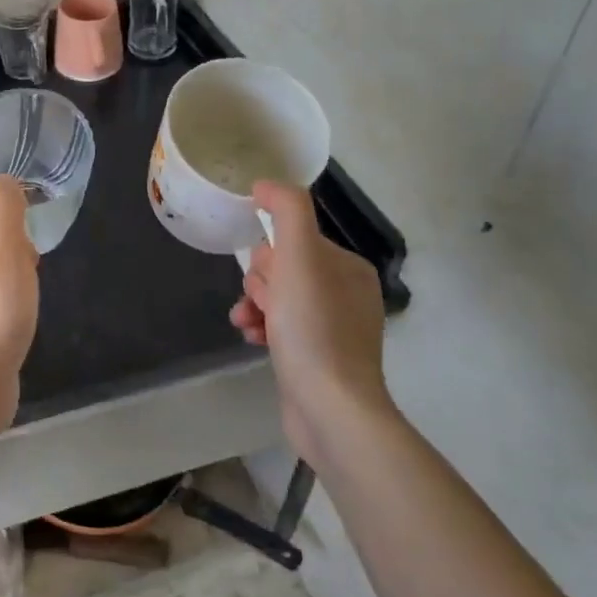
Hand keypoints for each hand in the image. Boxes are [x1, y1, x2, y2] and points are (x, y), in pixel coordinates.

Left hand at [0, 175, 39, 423]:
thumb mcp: (4, 248)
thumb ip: (6, 209)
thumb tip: (4, 180)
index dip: (14, 235)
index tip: (27, 259)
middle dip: (17, 264)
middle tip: (26, 286)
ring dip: (15, 291)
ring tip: (23, 311)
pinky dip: (7, 315)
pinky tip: (15, 330)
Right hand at [230, 181, 391, 449]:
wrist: (331, 410)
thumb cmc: (314, 329)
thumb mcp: (300, 257)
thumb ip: (286, 211)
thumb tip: (264, 185)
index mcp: (348, 268)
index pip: (293, 240)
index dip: (269, 256)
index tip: (267, 278)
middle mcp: (345, 294)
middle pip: (281, 268)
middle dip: (260, 283)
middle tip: (264, 304)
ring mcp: (332, 328)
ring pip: (276, 297)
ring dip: (254, 305)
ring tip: (248, 323)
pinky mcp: (317, 358)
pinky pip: (279, 326)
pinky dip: (261, 327)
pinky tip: (251, 339)